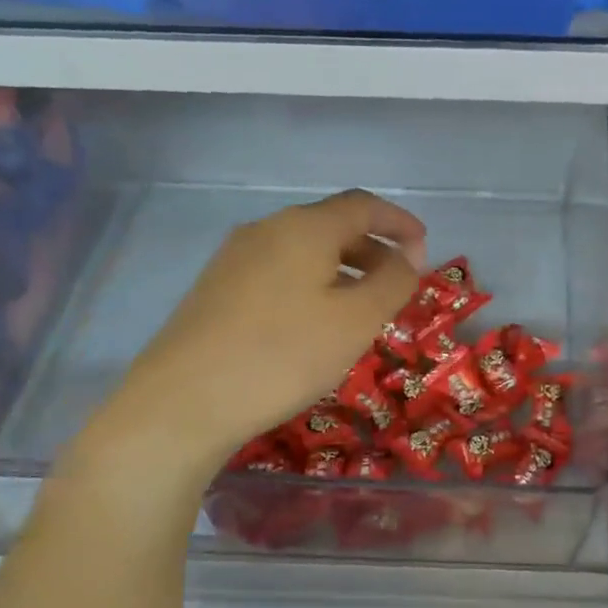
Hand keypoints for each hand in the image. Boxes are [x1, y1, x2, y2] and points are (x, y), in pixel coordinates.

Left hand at [70, 189, 424, 475]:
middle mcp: (266, 230)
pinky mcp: (215, 289)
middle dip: (372, 249)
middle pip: (331, 226)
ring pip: (303, 251)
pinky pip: (278, 272)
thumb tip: (408, 255)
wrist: (182, 402)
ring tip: (360, 308)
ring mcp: (234, 258)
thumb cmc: (283, 355)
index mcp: (305, 227)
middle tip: (398, 284)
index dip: (399, 222)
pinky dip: (310, 284)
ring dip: (341, 269)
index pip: (363, 206)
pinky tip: (312, 324)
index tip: (424, 247)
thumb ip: (393, 281)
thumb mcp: (356, 320)